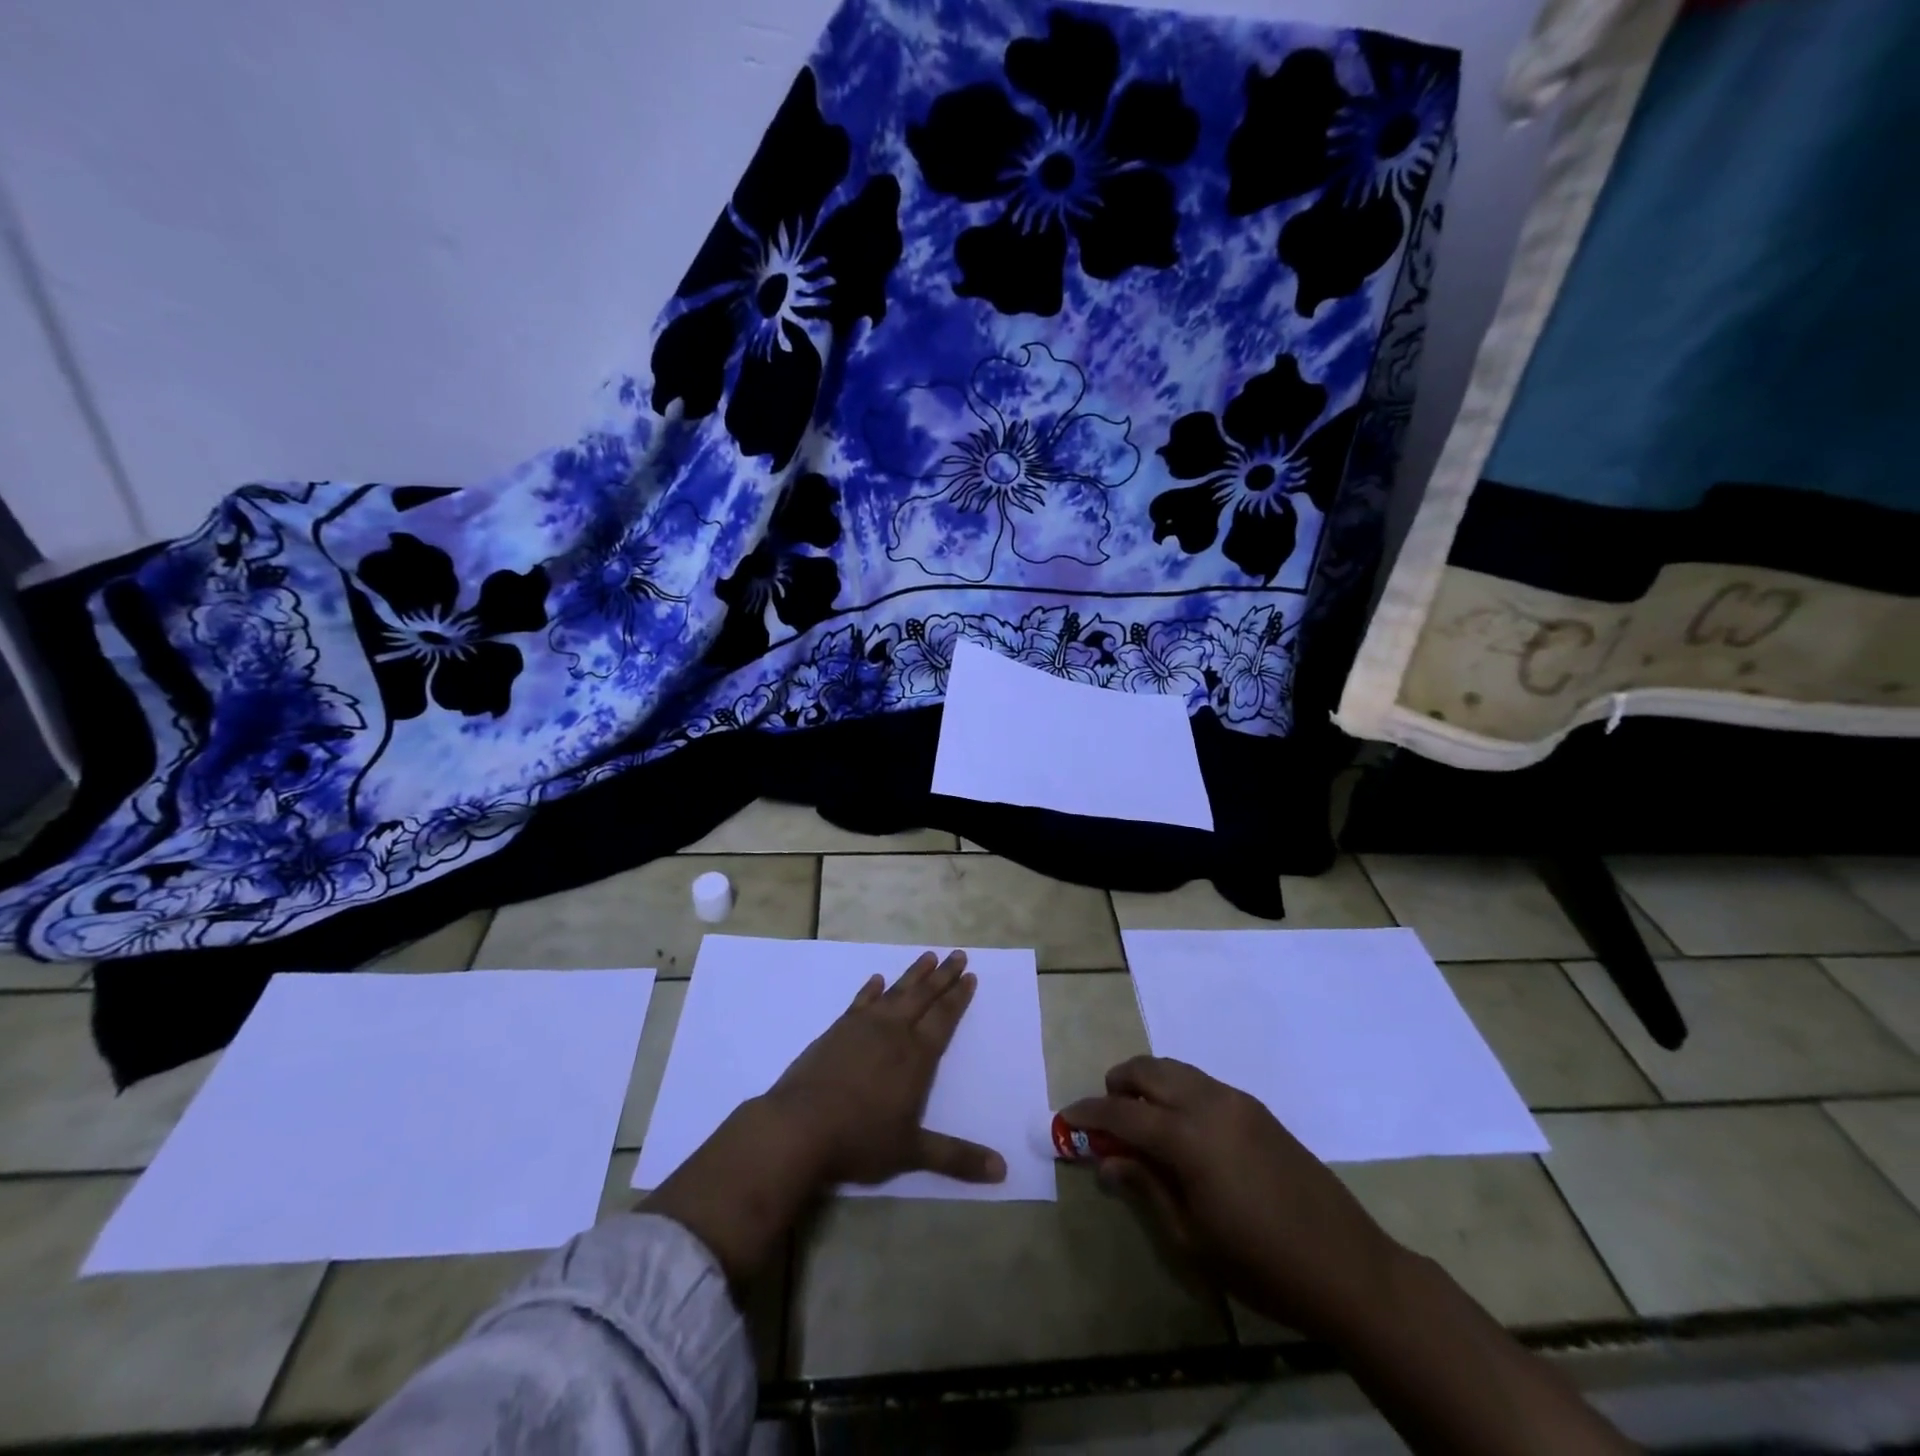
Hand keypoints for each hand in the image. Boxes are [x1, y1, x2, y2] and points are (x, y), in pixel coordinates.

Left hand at [765, 949, 1006, 1187]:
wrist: (799, 1126)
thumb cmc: (860, 1139)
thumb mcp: (912, 1152)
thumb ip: (957, 1157)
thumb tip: (1003, 1170)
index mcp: (916, 1056)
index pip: (943, 1018)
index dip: (958, 997)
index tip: (970, 976)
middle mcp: (893, 1032)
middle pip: (923, 996)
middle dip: (943, 975)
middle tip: (958, 954)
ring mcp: (862, 1027)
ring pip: (895, 992)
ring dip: (913, 974)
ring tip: (928, 956)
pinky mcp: (836, 1030)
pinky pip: (860, 1001)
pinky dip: (870, 989)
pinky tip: (876, 980)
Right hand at [1061, 1057, 1399, 1340]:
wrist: (1349, 1268)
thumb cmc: (1262, 1265)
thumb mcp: (1192, 1239)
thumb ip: (1146, 1189)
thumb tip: (1107, 1161)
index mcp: (1189, 1138)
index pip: (1123, 1113)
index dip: (1089, 1113)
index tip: (1066, 1117)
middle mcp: (1210, 1103)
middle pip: (1149, 1071)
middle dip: (1118, 1083)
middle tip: (1103, 1114)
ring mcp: (1237, 1102)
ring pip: (1176, 1069)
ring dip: (1148, 1082)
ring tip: (1138, 1118)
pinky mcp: (1257, 1109)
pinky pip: (1202, 1082)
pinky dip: (1177, 1089)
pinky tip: (1179, 1127)